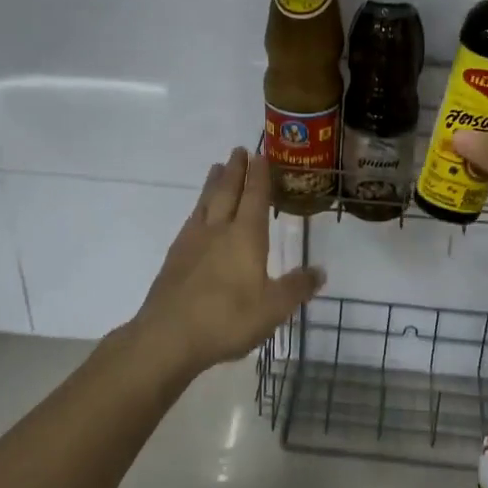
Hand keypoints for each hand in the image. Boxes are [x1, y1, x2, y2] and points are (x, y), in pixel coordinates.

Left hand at [128, 146, 324, 378]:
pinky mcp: (174, 258)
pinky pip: (190, 222)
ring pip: (205, 203)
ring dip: (213, 183)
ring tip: (217, 168)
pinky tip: (197, 215)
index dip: (259, 175)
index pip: (254, 197)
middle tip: (239, 150)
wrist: (168, 337)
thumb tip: (320, 271)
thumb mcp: (273, 309)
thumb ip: (297, 288)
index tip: (261, 154)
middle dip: (235, 170)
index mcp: (245, 237)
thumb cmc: (227, 319)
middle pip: (227, 192)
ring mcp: (192, 242)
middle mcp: (218, 230)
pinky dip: (198, 209)